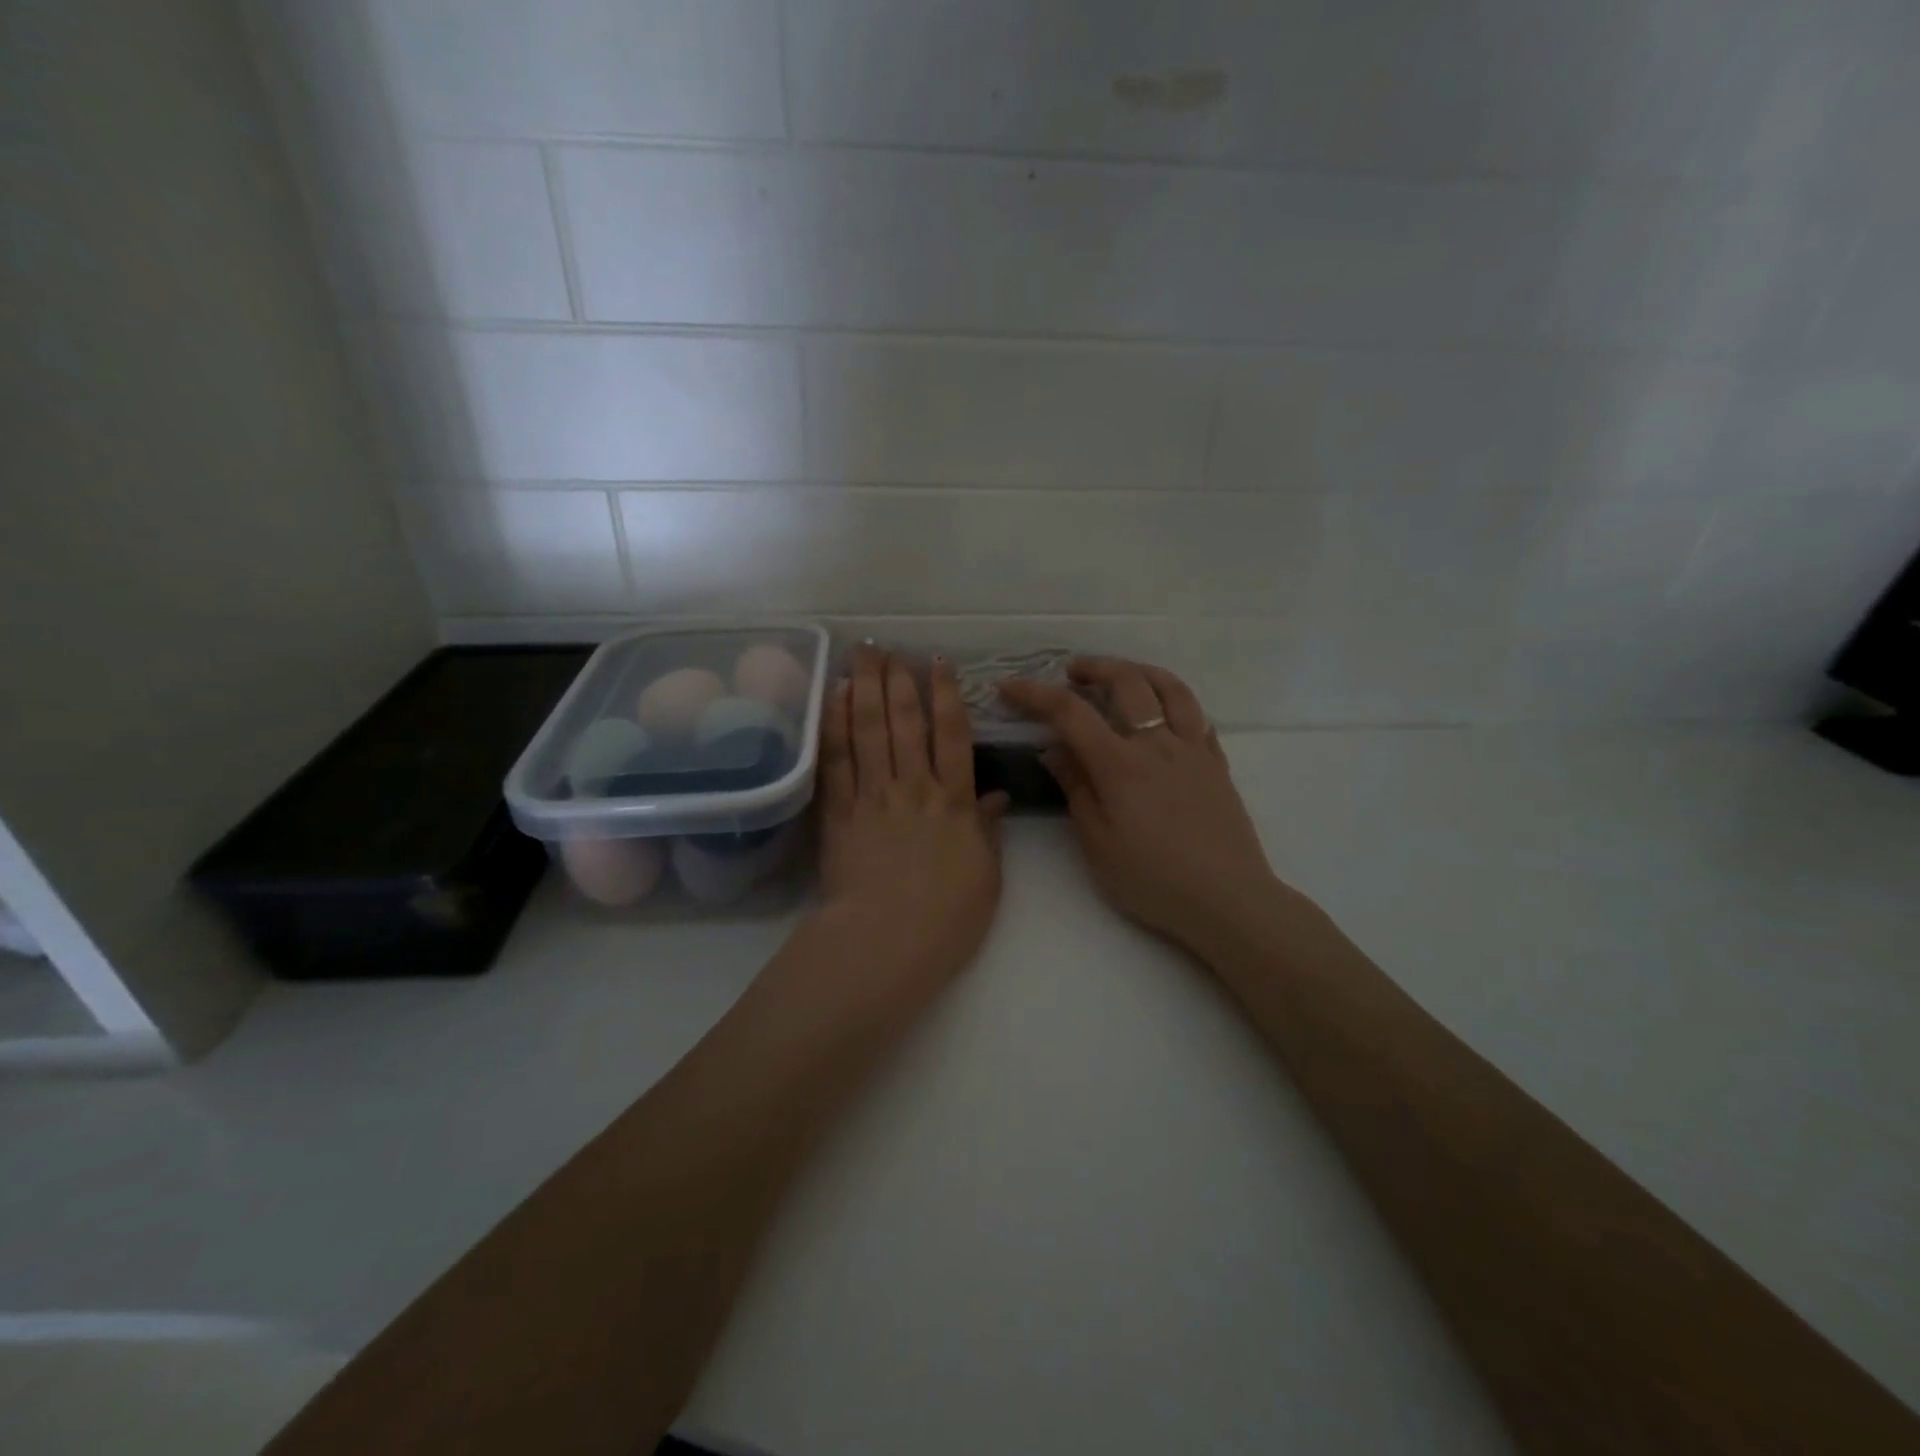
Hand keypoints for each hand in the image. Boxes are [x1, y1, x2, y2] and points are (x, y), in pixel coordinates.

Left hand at [815, 648, 1008, 986]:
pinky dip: (836, 724)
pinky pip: (837, 760)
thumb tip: (997, 797)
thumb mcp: (986, 876)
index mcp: (953, 802)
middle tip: (889, 646)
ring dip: (866, 687)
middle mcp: (913, 787)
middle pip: (905, 722)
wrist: (886, 943)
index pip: (952, 736)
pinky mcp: (839, 813)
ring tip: (863, 654)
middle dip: (898, 679)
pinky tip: (835, 696)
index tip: (938, 663)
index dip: (946, 695)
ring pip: (869, 730)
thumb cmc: (946, 918)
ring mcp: (872, 796)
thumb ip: (987, 831)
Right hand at [998, 658, 1278, 956]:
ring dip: (1139, 671)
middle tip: (1072, 672)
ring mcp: (1193, 749)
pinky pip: (1197, 714)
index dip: (1035, 693)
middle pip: (1126, 682)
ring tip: (1121, 674)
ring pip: (1170, 688)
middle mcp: (1158, 744)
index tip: (1009, 686)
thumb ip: (1076, 790)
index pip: (1070, 713)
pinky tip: (1165, 709)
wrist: (1227, 900)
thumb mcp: (1098, 844)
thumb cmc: (1153, 880)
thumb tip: (1054, 750)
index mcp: (1120, 765)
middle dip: (1094, 668)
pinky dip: (1175, 698)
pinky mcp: (1217, 763)